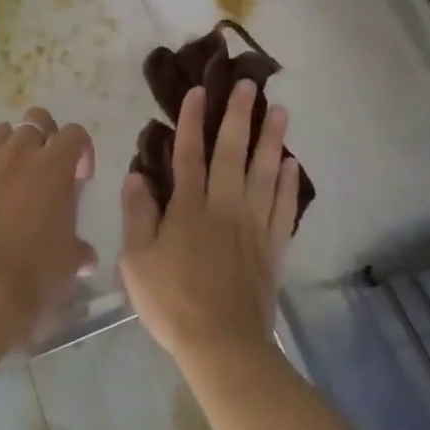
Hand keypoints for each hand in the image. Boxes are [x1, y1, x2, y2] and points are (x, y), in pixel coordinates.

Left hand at [0, 105, 97, 348]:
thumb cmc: (39, 270)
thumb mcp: (72, 258)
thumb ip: (81, 247)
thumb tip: (85, 256)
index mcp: (56, 165)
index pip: (75, 133)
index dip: (81, 151)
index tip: (80, 178)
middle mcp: (22, 152)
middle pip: (36, 119)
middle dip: (46, 135)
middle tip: (47, 165)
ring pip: (2, 131)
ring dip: (11, 146)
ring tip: (14, 173)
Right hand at [119, 81, 298, 371]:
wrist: (223, 344)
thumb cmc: (172, 302)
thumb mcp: (136, 261)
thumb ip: (137, 215)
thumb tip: (136, 174)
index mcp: (189, 207)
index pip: (189, 153)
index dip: (191, 120)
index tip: (197, 91)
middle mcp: (224, 206)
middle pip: (233, 152)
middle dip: (239, 116)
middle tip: (250, 85)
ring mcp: (253, 225)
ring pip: (264, 172)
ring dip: (272, 139)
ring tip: (282, 111)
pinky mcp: (273, 246)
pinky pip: (283, 206)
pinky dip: (288, 183)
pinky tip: (292, 164)